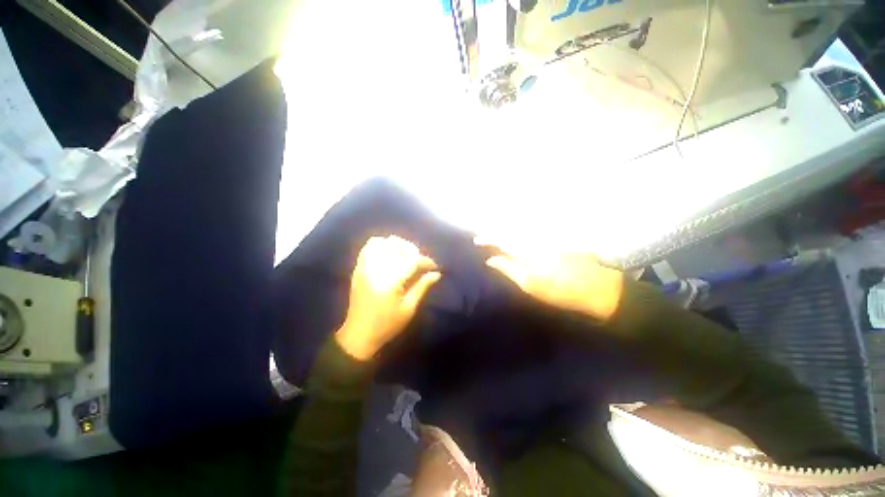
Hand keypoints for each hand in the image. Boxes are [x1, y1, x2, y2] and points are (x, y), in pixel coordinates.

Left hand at [336, 236, 440, 360]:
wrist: (358, 335)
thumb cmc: (387, 325)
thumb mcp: (408, 308)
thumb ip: (422, 286)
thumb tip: (436, 274)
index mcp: (391, 281)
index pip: (412, 259)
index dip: (425, 260)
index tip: (433, 267)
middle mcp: (376, 269)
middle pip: (397, 246)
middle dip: (412, 250)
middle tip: (419, 262)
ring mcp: (364, 267)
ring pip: (381, 242)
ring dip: (395, 245)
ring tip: (404, 256)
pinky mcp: (358, 269)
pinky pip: (367, 248)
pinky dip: (380, 246)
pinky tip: (388, 255)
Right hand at [476, 238, 623, 321]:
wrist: (596, 287)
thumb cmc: (559, 291)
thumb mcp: (530, 285)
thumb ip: (508, 269)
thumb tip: (491, 259)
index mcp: (527, 251)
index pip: (502, 239)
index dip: (488, 238)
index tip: (477, 241)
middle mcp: (534, 239)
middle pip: (510, 230)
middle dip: (496, 232)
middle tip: (485, 238)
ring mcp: (546, 238)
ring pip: (521, 230)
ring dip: (507, 232)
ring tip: (497, 238)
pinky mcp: (554, 240)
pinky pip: (531, 233)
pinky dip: (520, 234)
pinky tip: (517, 240)